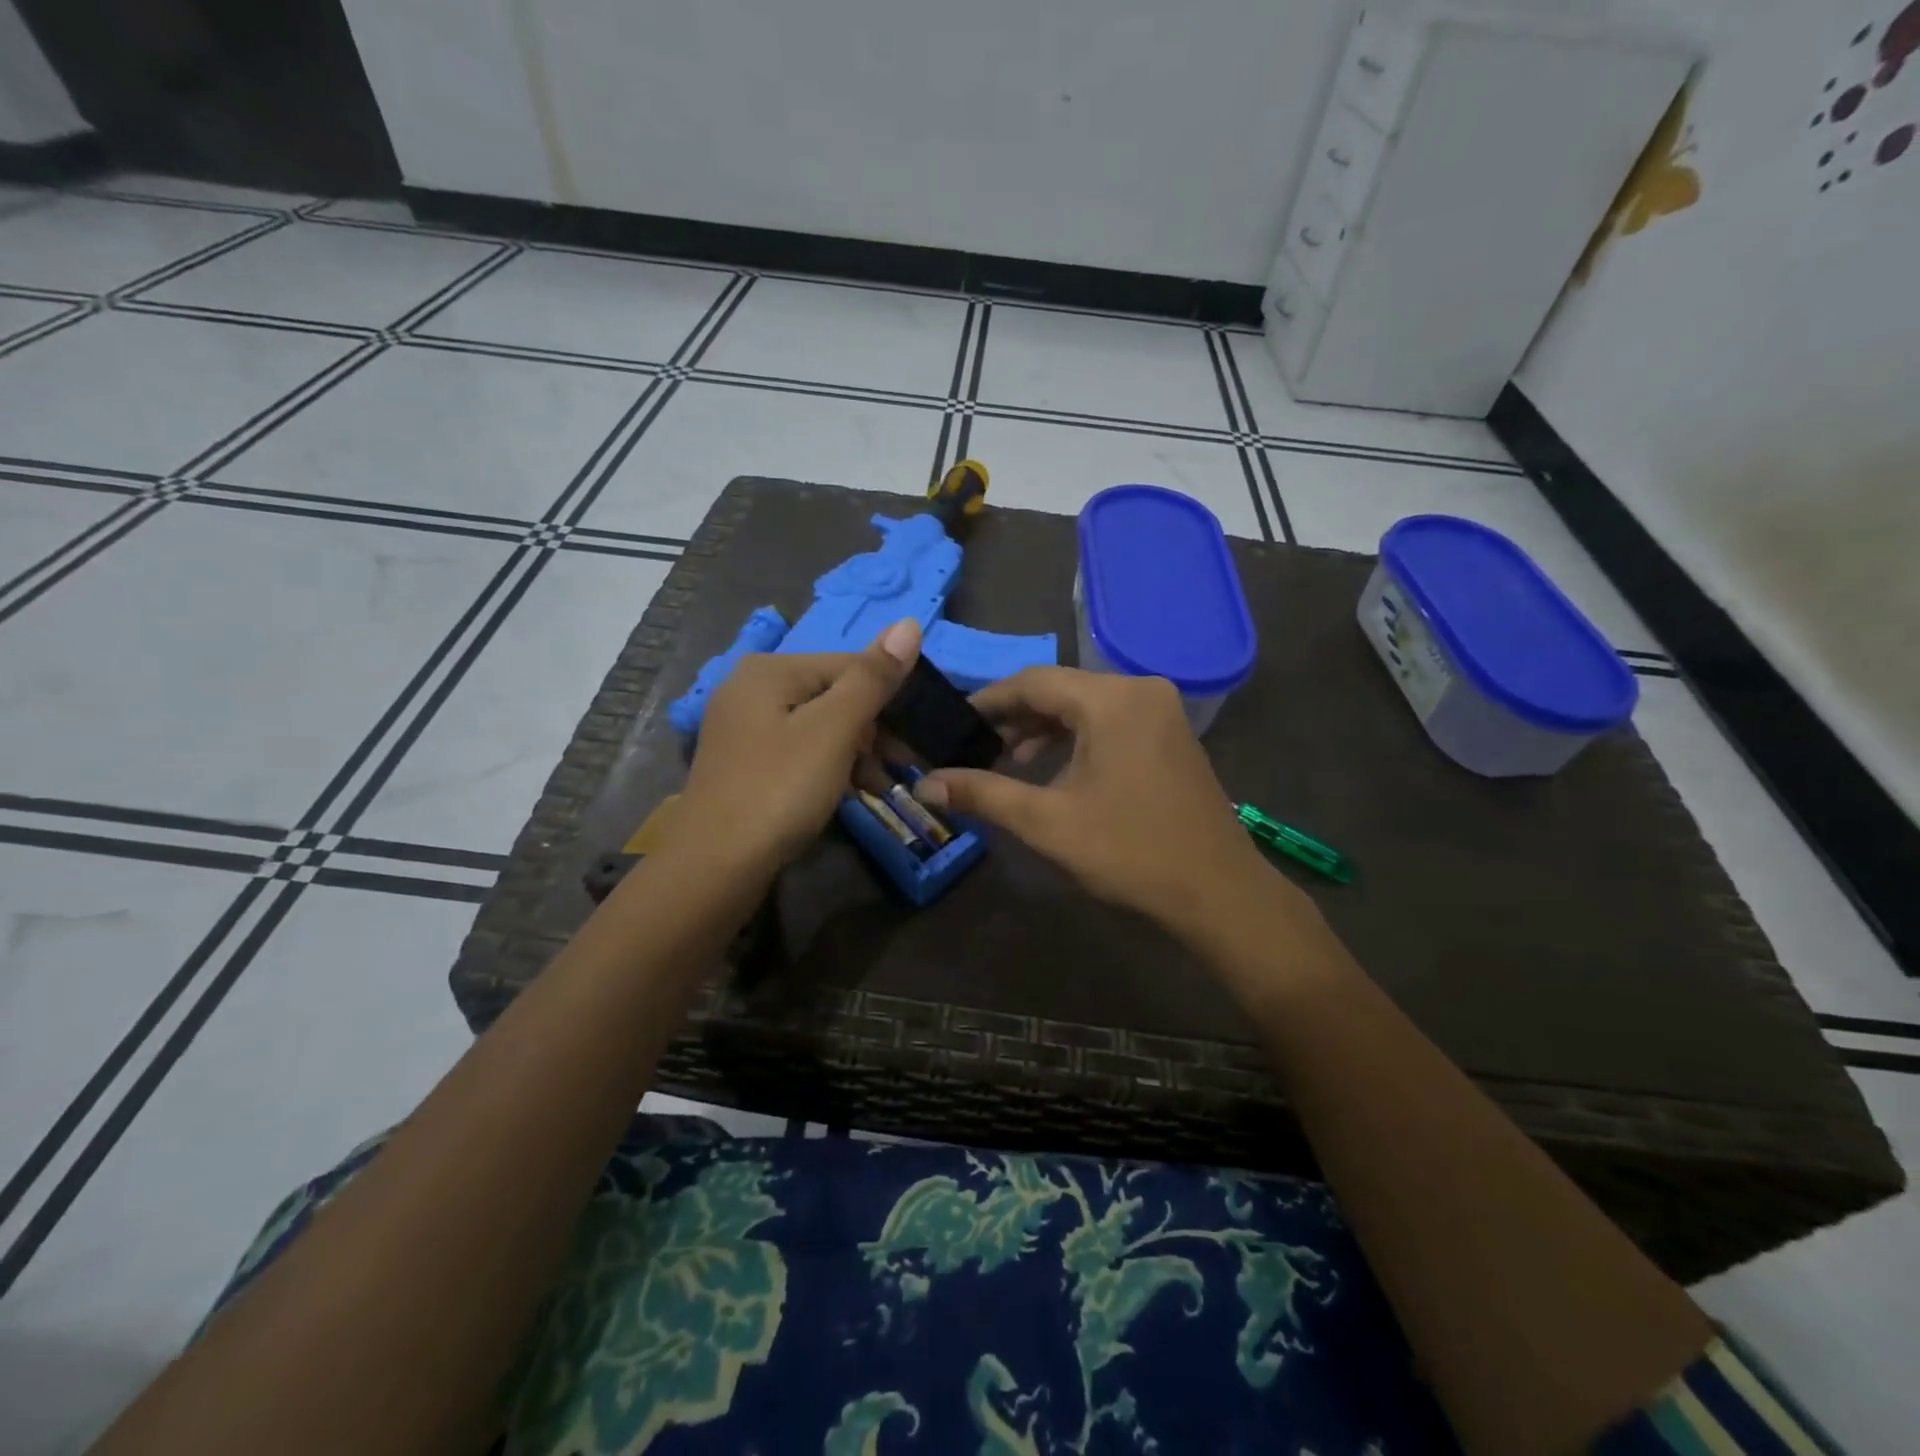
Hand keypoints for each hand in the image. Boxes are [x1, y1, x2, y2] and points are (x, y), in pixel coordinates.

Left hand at [678, 620, 920, 871]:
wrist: (715, 865)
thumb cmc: (780, 788)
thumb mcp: (834, 729)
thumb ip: (873, 678)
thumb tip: (909, 623)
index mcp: (771, 669)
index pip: (850, 665)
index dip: (890, 697)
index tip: (920, 734)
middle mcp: (752, 688)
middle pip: (833, 695)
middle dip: (874, 729)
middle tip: (906, 764)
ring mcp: (744, 728)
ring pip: (819, 727)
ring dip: (857, 753)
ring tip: (885, 786)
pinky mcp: (745, 764)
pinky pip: (800, 752)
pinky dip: (830, 768)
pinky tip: (852, 793)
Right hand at [915, 667, 1288, 936]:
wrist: (1217, 892)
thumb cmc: (1129, 852)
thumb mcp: (1047, 823)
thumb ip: (983, 794)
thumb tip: (924, 784)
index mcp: (1112, 700)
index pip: (1033, 681)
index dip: (987, 701)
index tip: (952, 722)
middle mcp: (1140, 690)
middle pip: (1060, 689)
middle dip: (1015, 717)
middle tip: (976, 748)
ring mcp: (1162, 711)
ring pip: (1086, 706)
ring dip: (1045, 729)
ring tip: (1009, 761)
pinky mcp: (1171, 734)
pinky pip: (1111, 721)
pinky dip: (1077, 738)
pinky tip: (1054, 768)